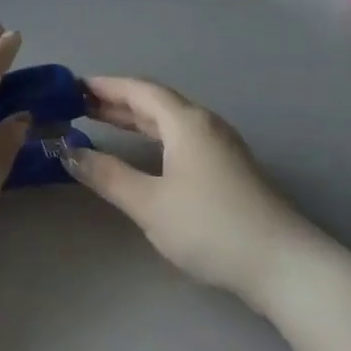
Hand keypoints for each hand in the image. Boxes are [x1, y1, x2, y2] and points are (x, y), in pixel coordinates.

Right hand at [63, 76, 317, 301]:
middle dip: (116, 102)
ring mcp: (221, 147)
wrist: (281, 264)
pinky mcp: (228, 169)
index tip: (71, 88)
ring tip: (101, 123)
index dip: (105, 86)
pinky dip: (153, 137)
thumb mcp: (149, 203)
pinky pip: (181, 139)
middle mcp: (205, 125)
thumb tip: (69, 152)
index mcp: (187, 123)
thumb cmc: (210, 227)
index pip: (139, 90)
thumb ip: (107, 175)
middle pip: (155, 103)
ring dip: (135, 120)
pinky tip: (143, 153)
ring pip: (169, 122)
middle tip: (78, 106)